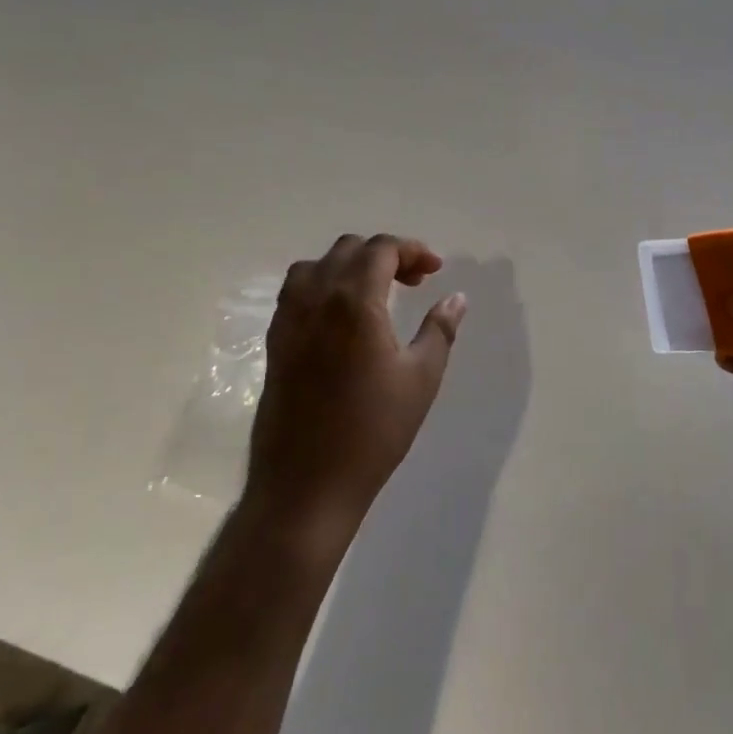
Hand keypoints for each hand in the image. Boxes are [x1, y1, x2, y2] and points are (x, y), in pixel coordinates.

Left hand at [243, 234, 466, 553]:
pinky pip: (297, 291)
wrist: (306, 484)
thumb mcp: (421, 378)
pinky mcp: (275, 342)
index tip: (435, 270)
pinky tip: (344, 317)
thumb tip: (456, 298)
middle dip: (385, 255)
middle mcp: (316, 299)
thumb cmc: (373, 431)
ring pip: (317, 266)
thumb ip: (439, 330)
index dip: (412, 250)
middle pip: (348, 249)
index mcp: (354, 302)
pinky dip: (324, 285)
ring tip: (377, 293)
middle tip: (414, 281)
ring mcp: (289, 320)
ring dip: (350, 266)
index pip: (381, 249)